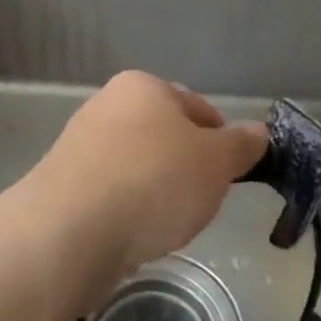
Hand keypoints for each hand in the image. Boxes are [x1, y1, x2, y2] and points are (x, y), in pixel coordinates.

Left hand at [31, 71, 267, 276]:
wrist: (68, 232)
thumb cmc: (153, 181)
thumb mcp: (215, 162)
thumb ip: (240, 145)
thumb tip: (259, 132)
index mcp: (143, 86)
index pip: (198, 108)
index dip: (221, 142)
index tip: (229, 176)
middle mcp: (108, 105)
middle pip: (165, 136)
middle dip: (187, 167)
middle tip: (201, 201)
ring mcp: (80, 145)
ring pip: (137, 166)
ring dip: (156, 190)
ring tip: (166, 223)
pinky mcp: (62, 185)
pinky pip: (111, 193)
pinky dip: (127, 210)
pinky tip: (134, 234)